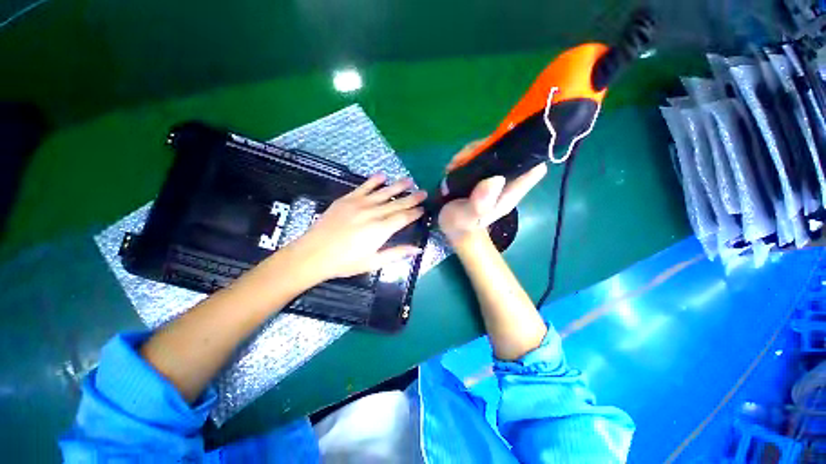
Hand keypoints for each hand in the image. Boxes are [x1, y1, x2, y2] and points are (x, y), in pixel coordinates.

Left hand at [293, 174, 426, 280]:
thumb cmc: (345, 262)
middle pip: (397, 203)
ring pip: (383, 192)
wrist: (313, 254)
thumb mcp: (373, 262)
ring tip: (409, 180)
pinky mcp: (347, 199)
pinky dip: (373, 181)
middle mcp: (373, 213)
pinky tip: (382, 175)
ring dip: (397, 186)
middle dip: (412, 198)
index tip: (423, 208)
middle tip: (423, 192)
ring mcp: (359, 204)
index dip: (415, 212)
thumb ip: (397, 253)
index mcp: (381, 230)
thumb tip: (418, 249)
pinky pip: (363, 187)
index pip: (403, 217)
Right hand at [438, 142, 546, 244]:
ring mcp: (492, 175)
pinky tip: (453, 167)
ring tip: (455, 165)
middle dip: (490, 147)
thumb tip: (497, 179)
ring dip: (472, 152)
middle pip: (509, 152)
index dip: (528, 153)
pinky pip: (477, 155)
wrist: (452, 226)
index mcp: (510, 193)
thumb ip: (480, 204)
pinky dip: (465, 156)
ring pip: (491, 150)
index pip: (533, 168)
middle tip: (466, 158)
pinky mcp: (480, 172)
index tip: (506, 146)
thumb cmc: (462, 224)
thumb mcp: (467, 217)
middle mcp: (505, 181)